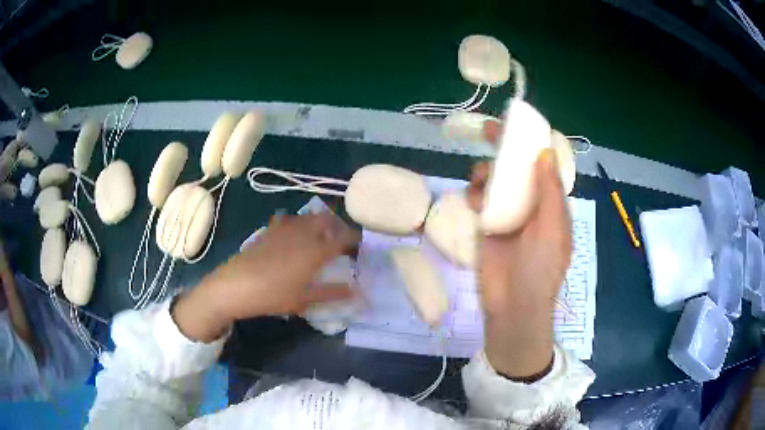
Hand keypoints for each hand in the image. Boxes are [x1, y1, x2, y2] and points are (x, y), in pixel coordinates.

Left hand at [173, 213, 360, 341]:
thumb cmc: (272, 295)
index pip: (343, 238)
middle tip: (341, 243)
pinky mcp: (269, 230)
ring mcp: (284, 229)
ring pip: (309, 217)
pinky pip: (290, 220)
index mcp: (315, 250)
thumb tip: (357, 292)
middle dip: (338, 228)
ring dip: (320, 225)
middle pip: (327, 220)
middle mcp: (302, 233)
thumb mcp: (304, 300)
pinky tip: (294, 239)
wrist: (235, 286)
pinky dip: (300, 225)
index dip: (355, 241)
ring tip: (320, 240)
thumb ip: (332, 293)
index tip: (360, 250)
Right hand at [467, 121, 571, 378]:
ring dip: (487, 172)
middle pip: (517, 168)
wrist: (512, 306)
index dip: (533, 144)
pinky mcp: (485, 225)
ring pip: (496, 180)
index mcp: (551, 203)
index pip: (543, 166)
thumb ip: (550, 192)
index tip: (518, 126)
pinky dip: (475, 193)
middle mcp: (530, 204)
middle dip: (504, 148)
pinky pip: (479, 199)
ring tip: (480, 180)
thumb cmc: (540, 269)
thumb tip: (545, 152)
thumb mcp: (553, 229)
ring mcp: (507, 214)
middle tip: (489, 131)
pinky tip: (473, 199)